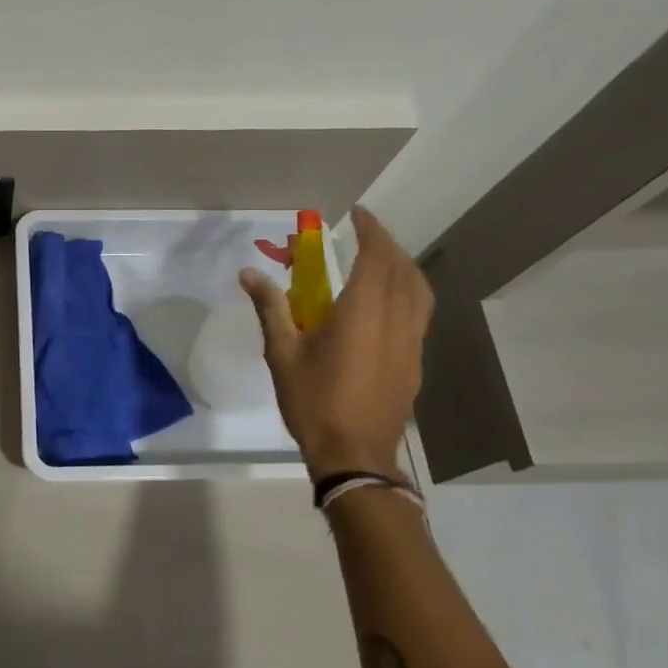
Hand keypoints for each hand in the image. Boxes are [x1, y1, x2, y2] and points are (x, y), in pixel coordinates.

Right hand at [239, 207, 433, 481]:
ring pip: (419, 291)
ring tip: (382, 260)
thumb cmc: (314, 400)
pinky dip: (408, 292)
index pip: (377, 257)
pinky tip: (387, 304)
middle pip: (403, 269)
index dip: (371, 231)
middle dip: (387, 244)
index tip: (358, 213)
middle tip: (365, 233)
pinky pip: (419, 313)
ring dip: (403, 267)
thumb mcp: (283, 353)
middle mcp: (396, 320)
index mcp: (364, 312)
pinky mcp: (415, 362)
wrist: (354, 453)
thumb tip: (249, 273)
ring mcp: (412, 343)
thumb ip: (271, 308)